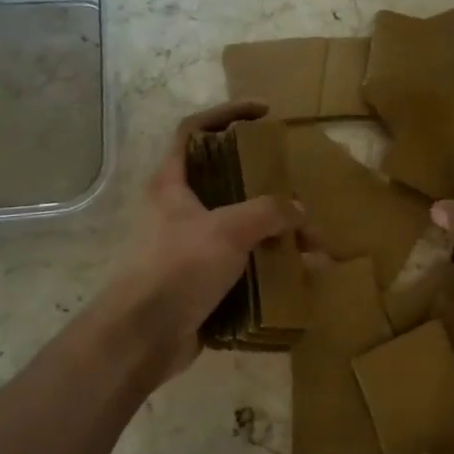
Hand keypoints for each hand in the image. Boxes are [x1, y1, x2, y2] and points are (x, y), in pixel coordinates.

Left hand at [96, 101, 301, 383]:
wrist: (141, 339)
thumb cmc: (177, 269)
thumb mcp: (227, 230)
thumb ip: (268, 213)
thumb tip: (299, 212)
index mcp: (173, 184)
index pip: (194, 130)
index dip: (226, 114)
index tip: (264, 113)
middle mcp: (180, 210)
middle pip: (227, 181)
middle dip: (268, 187)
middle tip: (299, 193)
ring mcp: (191, 247)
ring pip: (241, 227)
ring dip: (277, 234)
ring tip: (312, 247)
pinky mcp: (202, 281)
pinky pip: (243, 264)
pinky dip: (270, 268)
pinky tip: (298, 277)